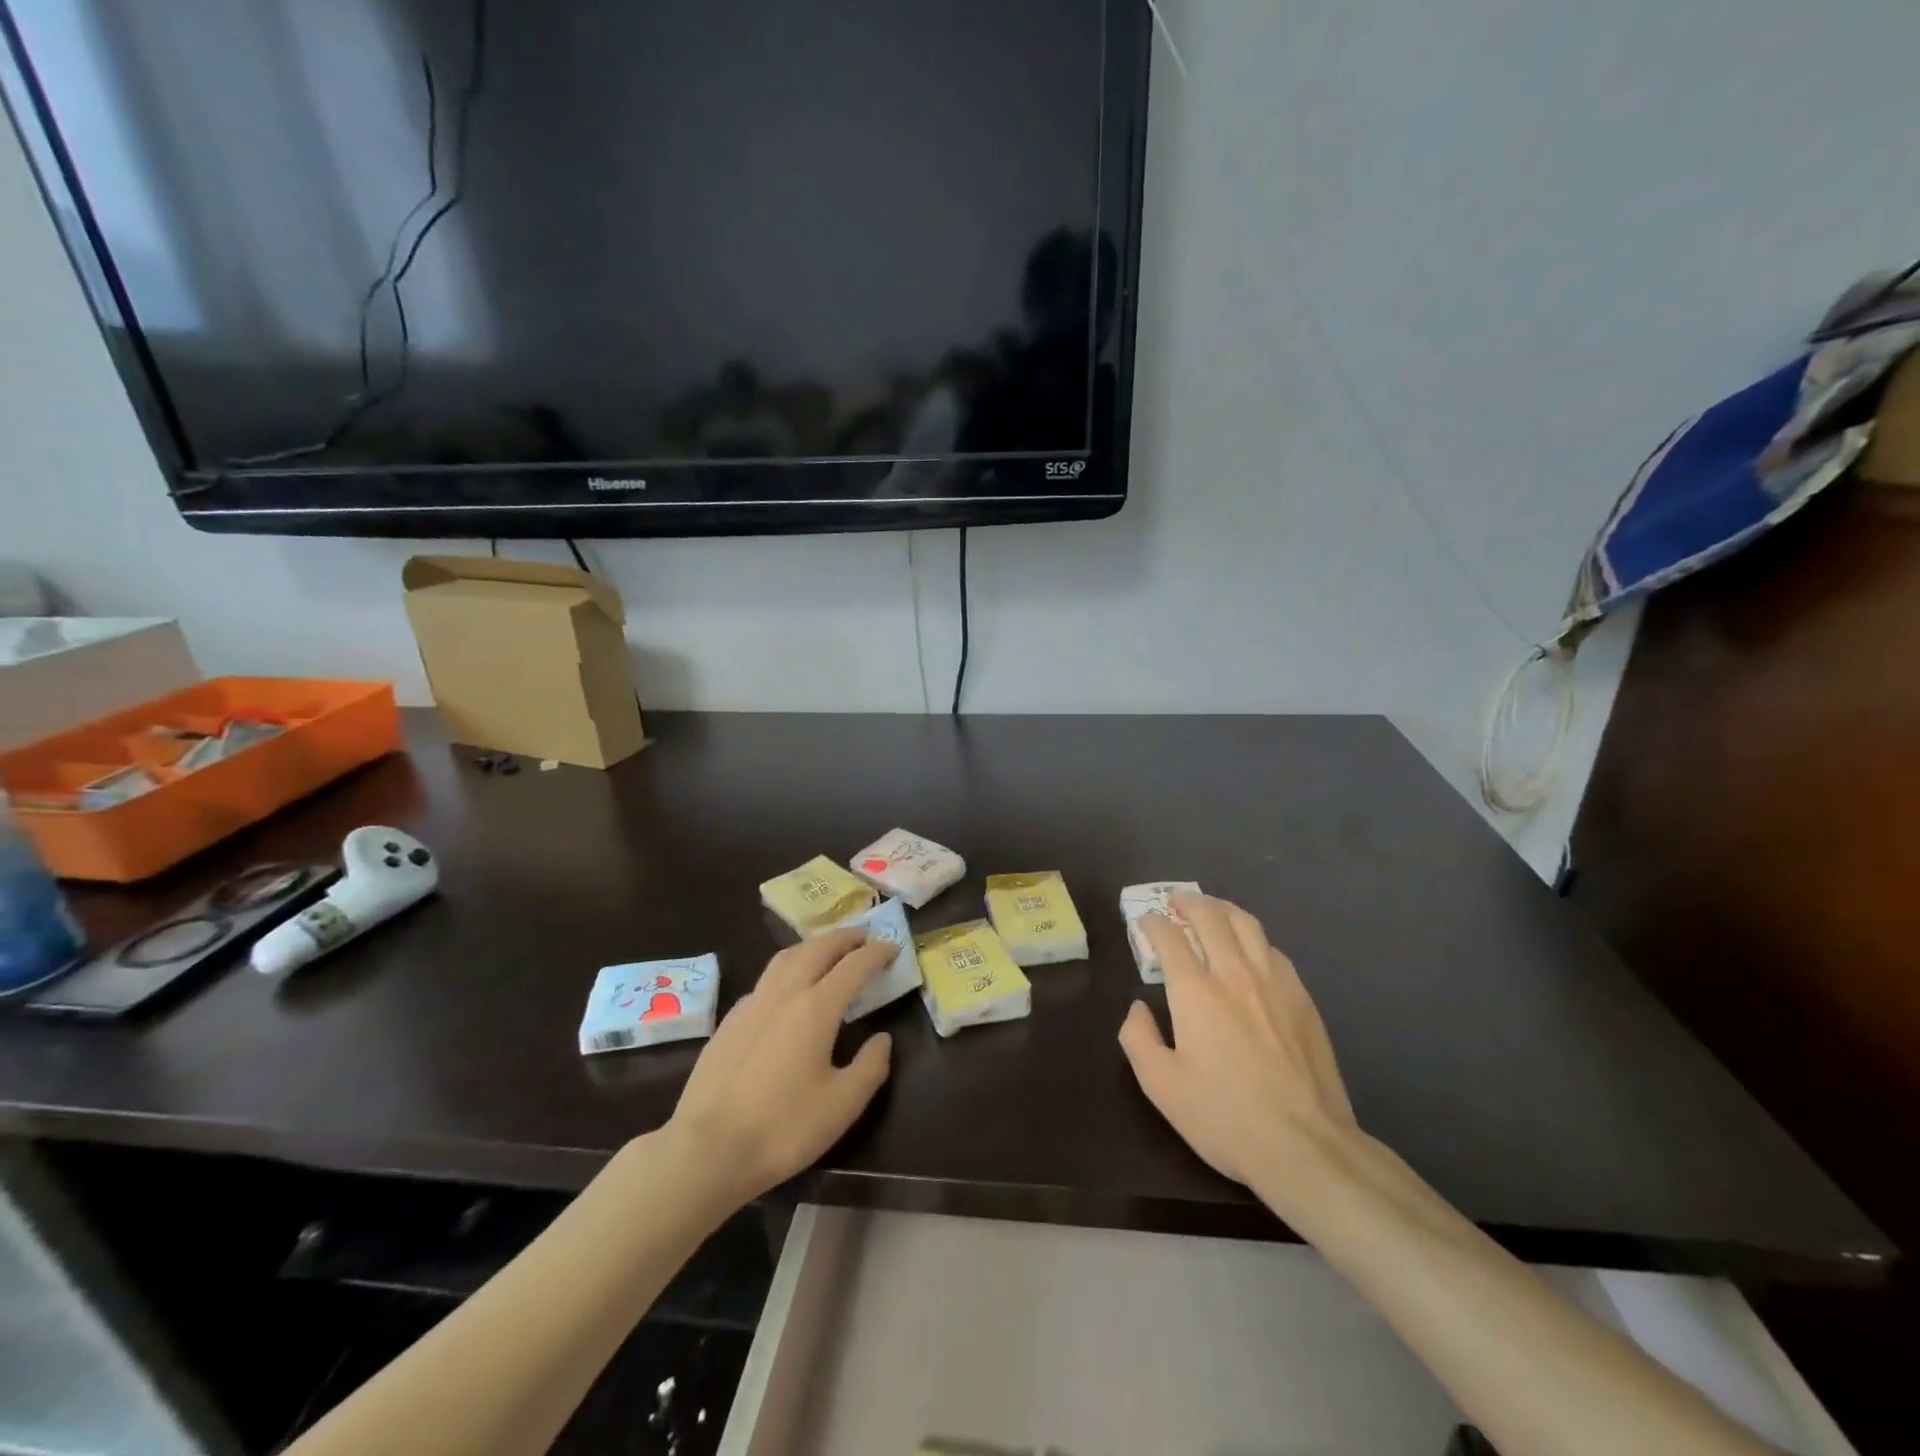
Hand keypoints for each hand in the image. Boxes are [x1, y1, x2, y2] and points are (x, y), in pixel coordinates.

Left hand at [665, 930, 895, 1207]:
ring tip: (828, 952)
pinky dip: (787, 970)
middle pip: (817, 948)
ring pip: (786, 957)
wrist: (707, 1150)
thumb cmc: (783, 1128)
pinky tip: (788, 991)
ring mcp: (751, 1004)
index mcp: (815, 1007)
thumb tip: (882, 1038)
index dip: (877, 952)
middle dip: (844, 938)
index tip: (893, 946)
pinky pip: (765, 980)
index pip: (854, 965)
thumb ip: (870, 1066)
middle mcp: (783, 993)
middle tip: (864, 937)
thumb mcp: (843, 1104)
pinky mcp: (729, 1021)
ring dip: (813, 947)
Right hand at [1118, 894, 1358, 1205]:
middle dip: (1188, 902)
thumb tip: (1138, 1008)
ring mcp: (1275, 983)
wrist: (1306, 1147)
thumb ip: (1138, 1038)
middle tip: (1176, 900)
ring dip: (1224, 909)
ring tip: (1212, 909)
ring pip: (1248, 925)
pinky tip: (1251, 949)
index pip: (1170, 938)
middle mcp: (1235, 974)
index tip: (1145, 922)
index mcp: (1196, 992)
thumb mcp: (1161, 1086)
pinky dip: (1254, 938)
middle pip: (1211, 917)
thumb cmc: (1225, 1117)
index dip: (1153, 923)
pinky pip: (1274, 950)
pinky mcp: (1303, 1000)